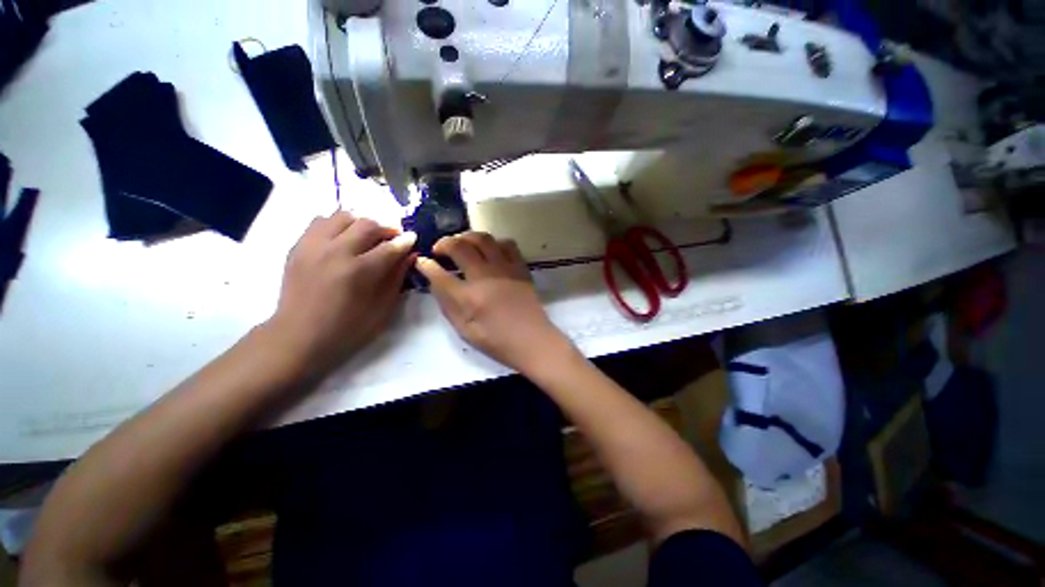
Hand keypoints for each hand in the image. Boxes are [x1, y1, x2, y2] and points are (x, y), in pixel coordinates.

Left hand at [267, 212, 415, 373]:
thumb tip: (409, 255)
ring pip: (343, 216)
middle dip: (386, 227)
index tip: (412, 238)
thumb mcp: (383, 308)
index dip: (405, 240)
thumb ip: (397, 278)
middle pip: (367, 223)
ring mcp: (313, 246)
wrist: (299, 336)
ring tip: (369, 234)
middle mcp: (336, 251)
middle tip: (393, 237)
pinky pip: (321, 221)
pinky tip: (344, 238)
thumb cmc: (347, 328)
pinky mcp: (298, 246)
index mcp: (359, 271)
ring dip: (362, 222)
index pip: (390, 246)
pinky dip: (338, 224)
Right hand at [416, 231, 571, 373]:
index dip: (426, 265)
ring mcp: (505, 268)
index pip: (439, 273)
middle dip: (444, 243)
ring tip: (462, 244)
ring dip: (467, 237)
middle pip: (460, 246)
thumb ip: (447, 303)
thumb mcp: (464, 329)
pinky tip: (490, 250)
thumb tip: (435, 280)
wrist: (532, 339)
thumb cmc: (496, 339)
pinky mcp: (520, 267)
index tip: (421, 261)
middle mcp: (485, 276)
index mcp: (469, 296)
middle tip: (439, 249)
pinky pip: (506, 243)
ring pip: (483, 238)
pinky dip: (494, 242)